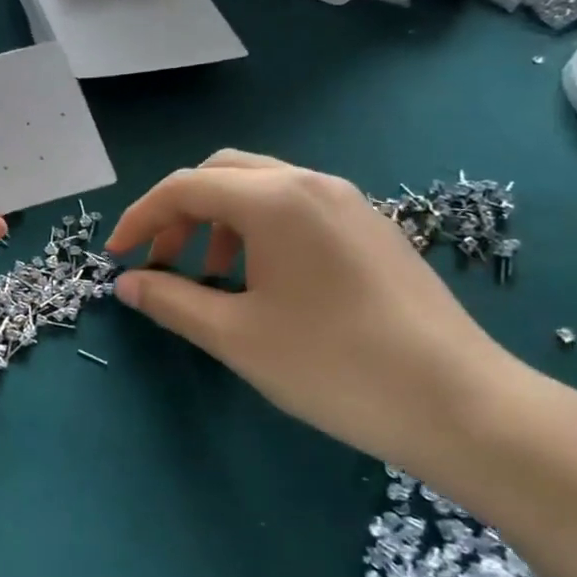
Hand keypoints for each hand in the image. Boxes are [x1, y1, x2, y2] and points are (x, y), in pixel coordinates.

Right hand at [105, 150, 531, 470]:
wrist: (459, 402)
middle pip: (223, 174)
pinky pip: (298, 208)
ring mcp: (349, 203)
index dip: (140, 218)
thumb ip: (172, 301)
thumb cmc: (333, 366)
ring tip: (213, 278)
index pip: (184, 188)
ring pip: (263, 188)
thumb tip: (128, 283)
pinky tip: (265, 282)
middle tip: (163, 262)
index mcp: (275, 200)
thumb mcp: (236, 337)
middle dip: (180, 213)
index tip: (117, 258)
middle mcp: (312, 184)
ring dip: (221, 221)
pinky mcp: (373, 228)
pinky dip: (261, 230)